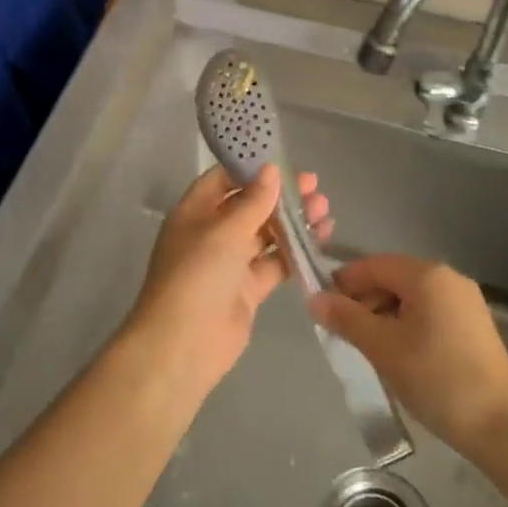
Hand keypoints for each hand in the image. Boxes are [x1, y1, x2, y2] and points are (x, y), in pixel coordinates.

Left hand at [124, 165, 333, 396]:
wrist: (183, 345)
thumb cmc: (197, 275)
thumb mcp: (225, 231)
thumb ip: (252, 201)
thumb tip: (270, 170)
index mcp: (194, 212)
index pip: (223, 179)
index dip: (251, 169)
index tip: (283, 161)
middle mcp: (211, 233)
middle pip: (249, 205)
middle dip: (279, 195)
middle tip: (313, 186)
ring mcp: (229, 262)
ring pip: (265, 234)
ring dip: (292, 221)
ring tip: (324, 209)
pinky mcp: (247, 289)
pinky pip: (274, 263)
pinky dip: (295, 251)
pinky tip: (320, 238)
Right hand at [308, 255, 507, 455]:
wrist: (502, 427)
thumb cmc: (437, 379)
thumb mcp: (383, 348)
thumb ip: (347, 319)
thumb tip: (313, 298)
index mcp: (427, 274)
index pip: (373, 265)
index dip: (344, 283)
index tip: (322, 309)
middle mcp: (448, 278)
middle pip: (393, 278)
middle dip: (364, 301)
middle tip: (343, 334)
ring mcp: (465, 301)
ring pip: (411, 297)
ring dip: (384, 316)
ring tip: (368, 349)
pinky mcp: (473, 326)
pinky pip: (429, 313)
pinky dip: (407, 325)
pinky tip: (399, 355)